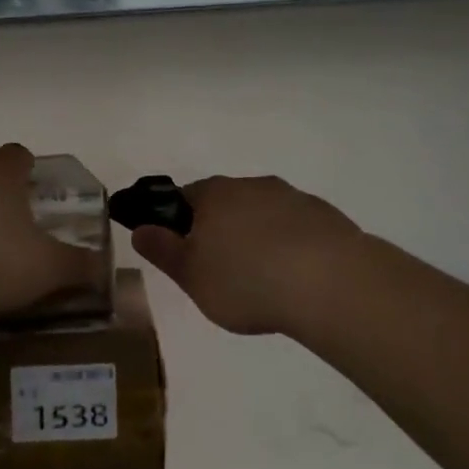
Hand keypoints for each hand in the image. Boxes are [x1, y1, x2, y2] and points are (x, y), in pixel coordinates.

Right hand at [131, 175, 365, 334]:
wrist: (330, 282)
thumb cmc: (246, 280)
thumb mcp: (191, 275)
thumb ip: (163, 251)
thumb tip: (139, 228)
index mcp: (213, 194)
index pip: (184, 198)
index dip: (179, 223)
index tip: (185, 254)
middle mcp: (251, 185)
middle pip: (226, 203)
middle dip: (221, 230)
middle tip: (223, 272)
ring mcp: (292, 197)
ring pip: (263, 213)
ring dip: (258, 237)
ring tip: (264, 280)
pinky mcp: (325, 216)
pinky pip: (297, 228)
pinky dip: (291, 246)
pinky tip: (297, 278)